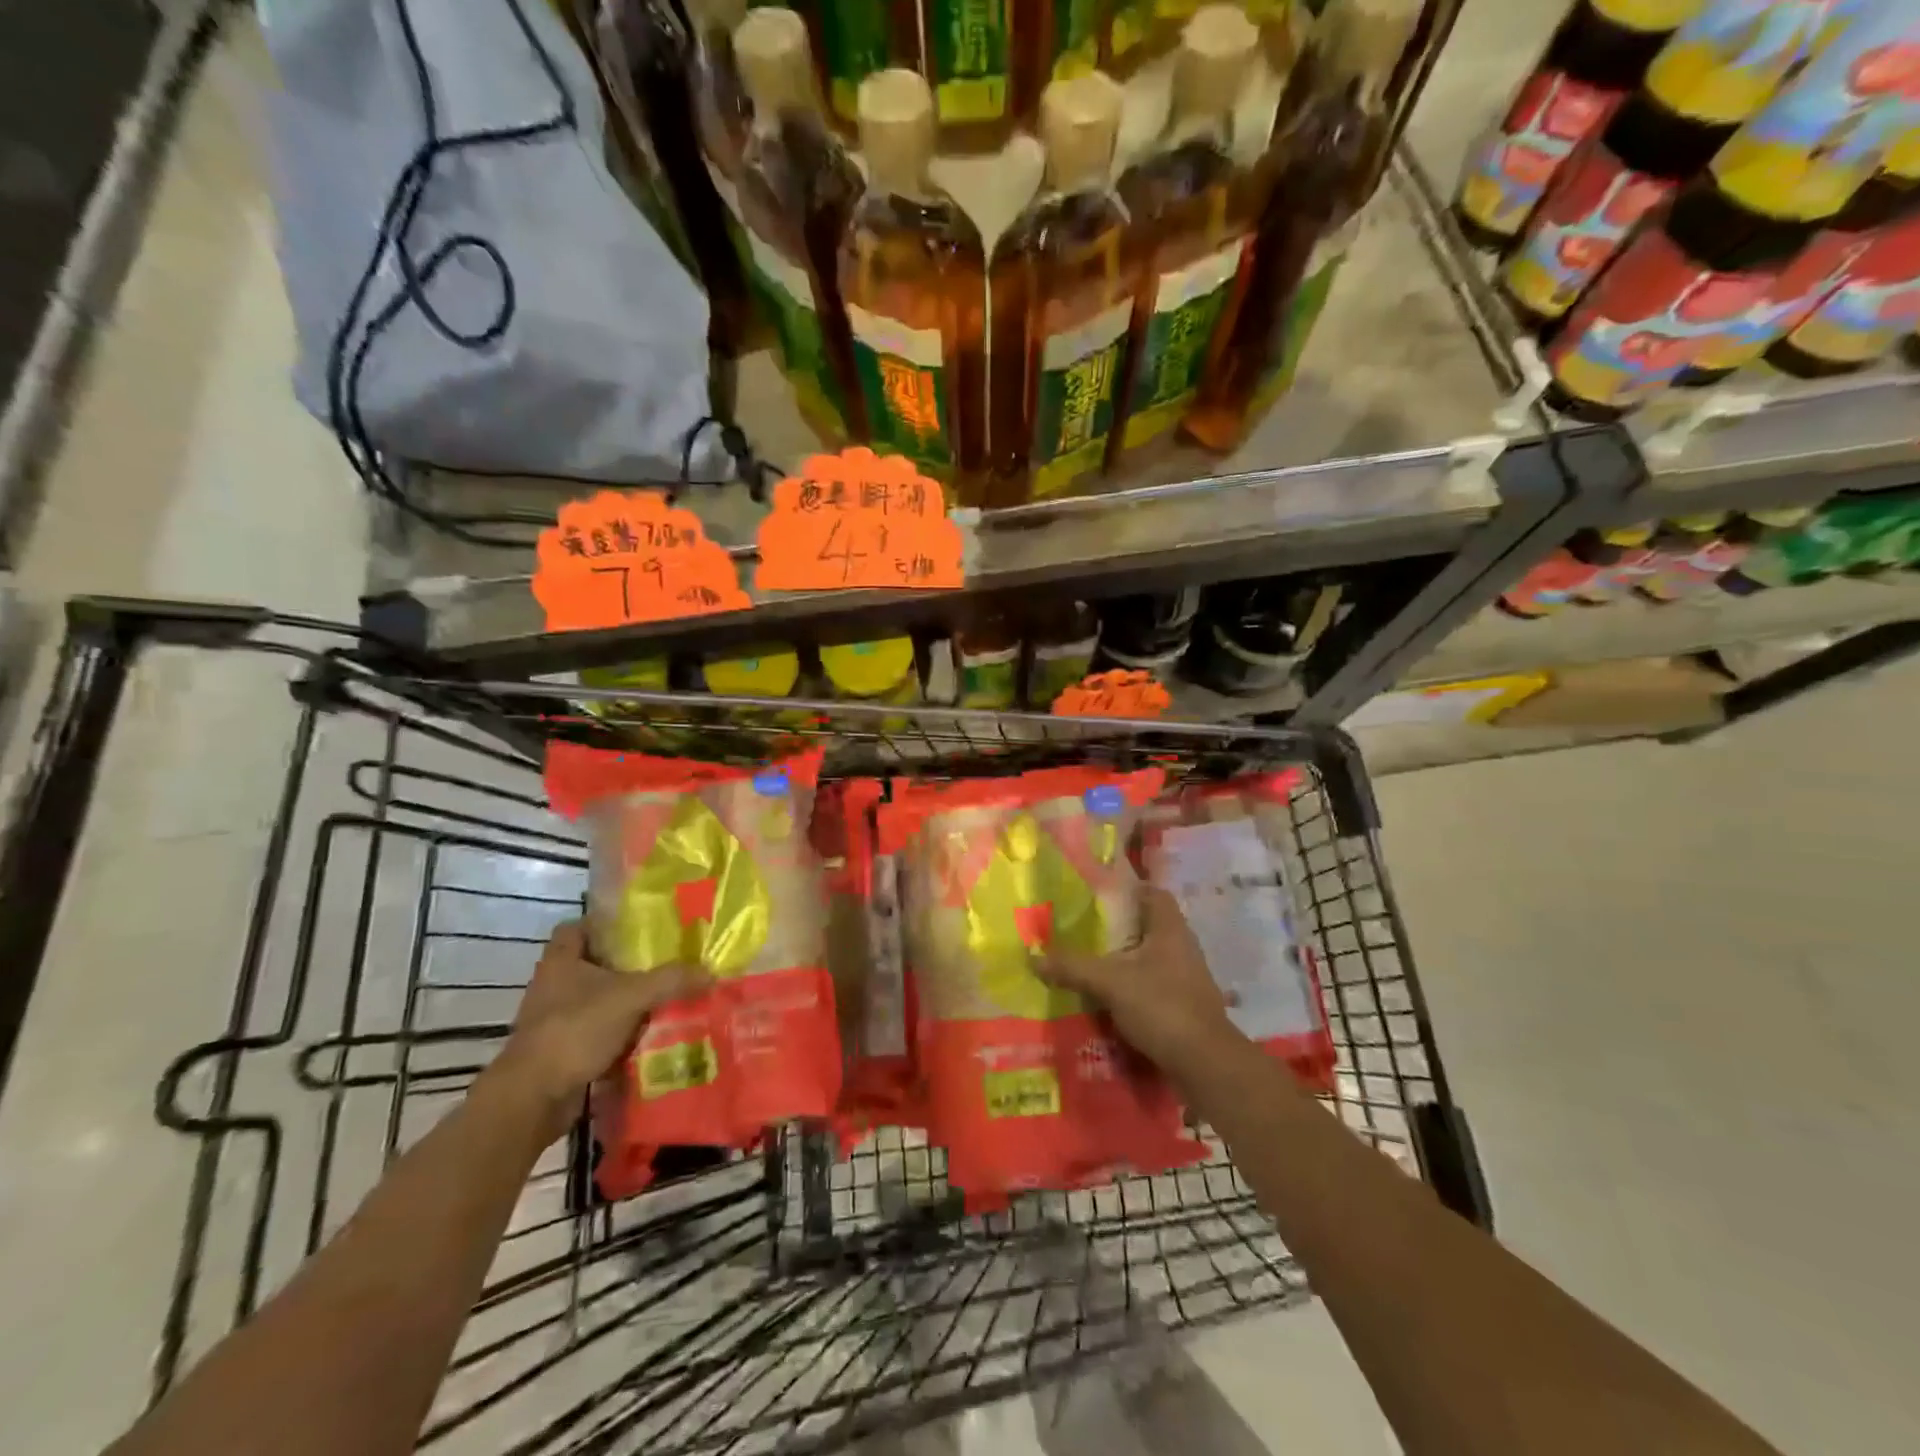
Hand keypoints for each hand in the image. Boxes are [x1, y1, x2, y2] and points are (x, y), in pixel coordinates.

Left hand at [488, 921, 707, 1137]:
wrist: (533, 1098)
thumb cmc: (575, 1030)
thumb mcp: (631, 997)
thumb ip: (671, 980)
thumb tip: (711, 972)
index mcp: (561, 962)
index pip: (576, 927)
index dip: (604, 924)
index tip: (638, 928)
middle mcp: (553, 986)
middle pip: (593, 965)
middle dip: (627, 966)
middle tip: (666, 962)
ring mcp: (555, 1021)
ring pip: (598, 1001)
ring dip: (627, 1002)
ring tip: (666, 998)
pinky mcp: (562, 1051)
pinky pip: (598, 1033)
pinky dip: (621, 1034)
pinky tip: (651, 1035)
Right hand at [1041, 885, 1237, 1078]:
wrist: (1206, 1063)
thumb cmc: (1162, 1006)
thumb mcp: (1110, 982)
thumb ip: (1072, 967)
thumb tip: (1033, 957)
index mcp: (1170, 928)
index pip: (1152, 892)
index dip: (1127, 888)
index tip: (1096, 893)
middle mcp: (1182, 946)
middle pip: (1148, 925)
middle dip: (1118, 926)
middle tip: (1083, 928)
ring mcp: (1186, 977)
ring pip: (1150, 957)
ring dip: (1124, 959)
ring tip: (1089, 962)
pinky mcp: (1184, 1005)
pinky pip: (1153, 984)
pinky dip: (1132, 986)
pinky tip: (1107, 996)